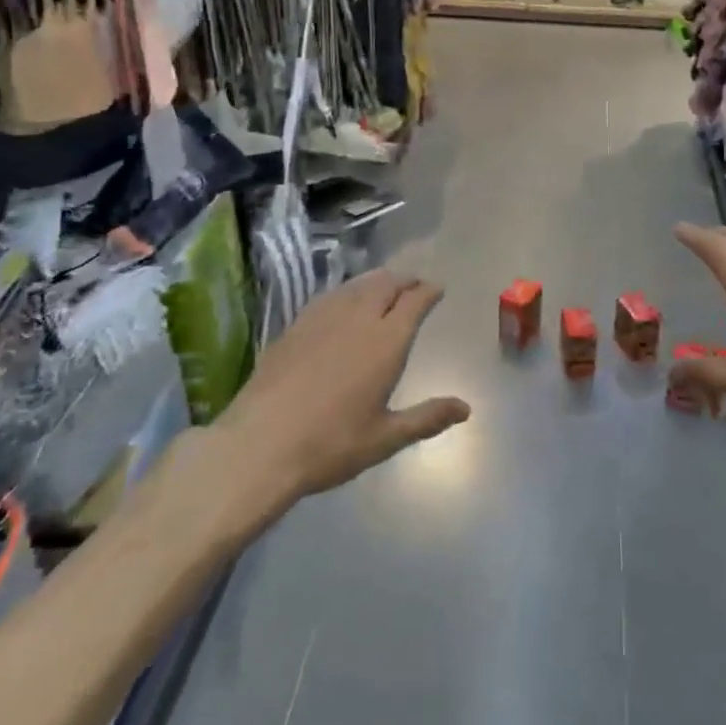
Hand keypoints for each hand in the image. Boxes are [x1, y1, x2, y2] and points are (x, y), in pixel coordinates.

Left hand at [218, 270, 468, 502]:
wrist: (260, 443)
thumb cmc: (330, 444)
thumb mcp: (385, 438)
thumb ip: (426, 418)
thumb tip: (466, 409)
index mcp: (386, 342)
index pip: (414, 301)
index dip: (428, 291)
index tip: (437, 289)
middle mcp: (358, 319)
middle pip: (387, 284)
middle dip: (405, 280)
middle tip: (415, 285)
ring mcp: (323, 317)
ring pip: (358, 284)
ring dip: (378, 281)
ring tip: (385, 287)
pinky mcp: (296, 324)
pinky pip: (331, 295)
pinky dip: (348, 291)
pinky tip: (344, 302)